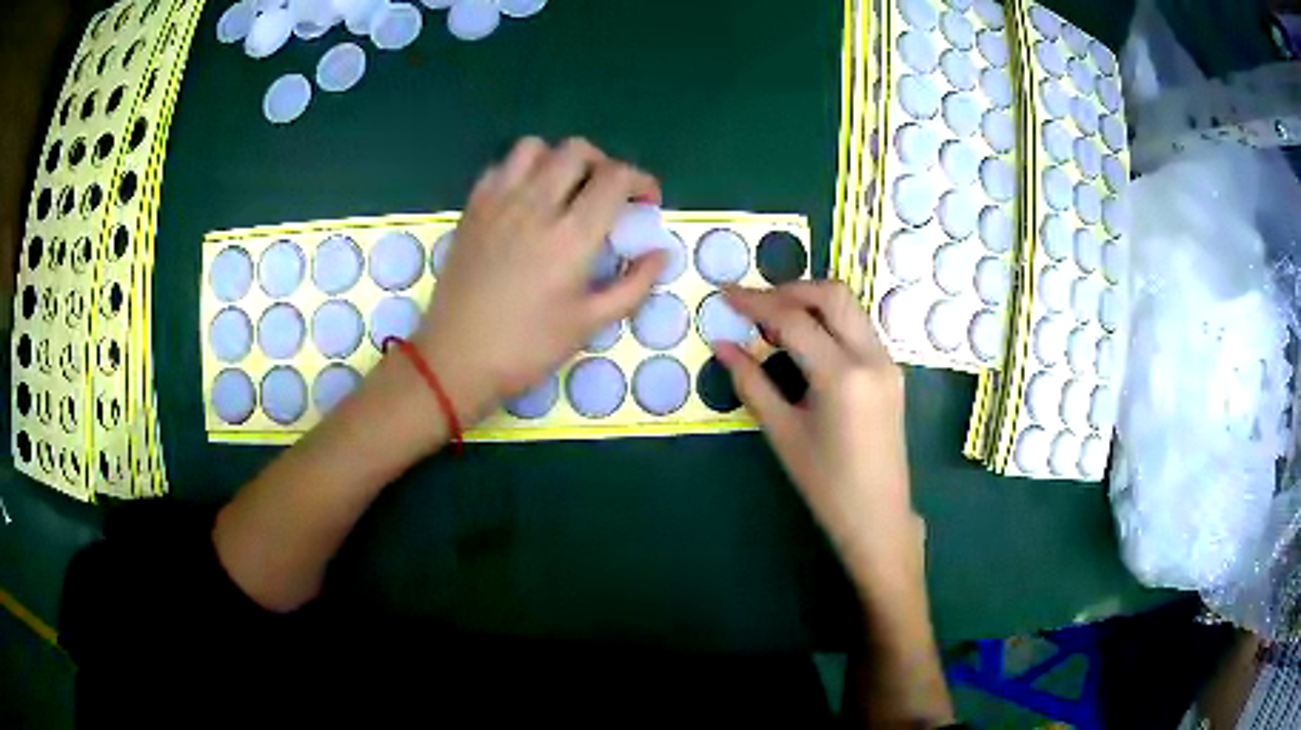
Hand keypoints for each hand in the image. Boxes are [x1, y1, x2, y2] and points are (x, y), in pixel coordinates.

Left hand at [413, 137, 664, 423]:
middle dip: (604, 164)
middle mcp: (535, 204)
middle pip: (577, 151)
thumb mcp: (589, 324)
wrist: (456, 358)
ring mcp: (498, 202)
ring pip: (534, 147)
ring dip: (558, 159)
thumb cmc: (527, 347)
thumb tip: (661, 253)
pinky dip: (521, 171)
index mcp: (572, 235)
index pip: (616, 177)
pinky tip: (525, 200)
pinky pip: (500, 166)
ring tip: (564, 188)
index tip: (646, 203)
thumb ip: (633, 285)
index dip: (641, 181)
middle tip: (607, 195)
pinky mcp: (472, 209)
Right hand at [715, 282, 922, 592]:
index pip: (795, 318)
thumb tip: (722, 345)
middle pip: (832, 294)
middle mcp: (872, 357)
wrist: (877, 515)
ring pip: (849, 307)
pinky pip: (858, 327)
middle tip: (755, 306)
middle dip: (790, 289)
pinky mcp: (891, 371)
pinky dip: (829, 321)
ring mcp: (887, 361)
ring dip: (811, 302)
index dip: (755, 302)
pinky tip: (805, 343)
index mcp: (842, 376)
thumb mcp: (782, 432)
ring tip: (775, 324)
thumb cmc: (825, 484)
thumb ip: (750, 382)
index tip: (725, 295)